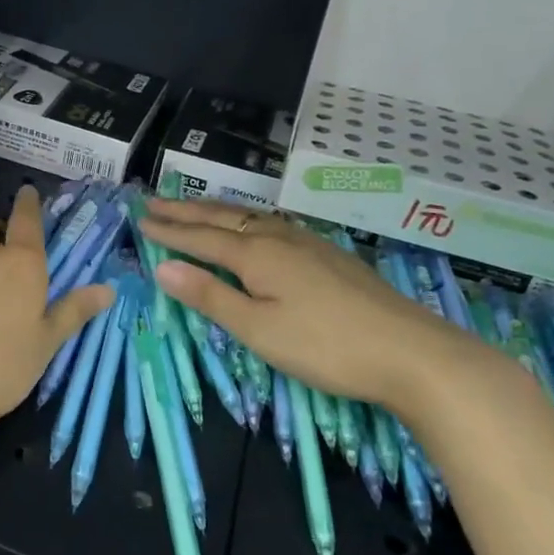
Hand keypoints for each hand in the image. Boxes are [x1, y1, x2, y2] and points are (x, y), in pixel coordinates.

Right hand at [140, 197, 485, 419]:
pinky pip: (272, 224)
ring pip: (250, 217)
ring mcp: (308, 243)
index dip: (169, 230)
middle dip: (186, 210)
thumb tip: (163, 267)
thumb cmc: (326, 346)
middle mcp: (279, 238)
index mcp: (257, 255)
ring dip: (216, 210)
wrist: (413, 353)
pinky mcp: (329, 255)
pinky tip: (254, 227)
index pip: (201, 238)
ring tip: (194, 207)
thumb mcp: (259, 330)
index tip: (140, 220)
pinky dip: (246, 219)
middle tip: (154, 201)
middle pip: (223, 218)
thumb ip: (210, 296)